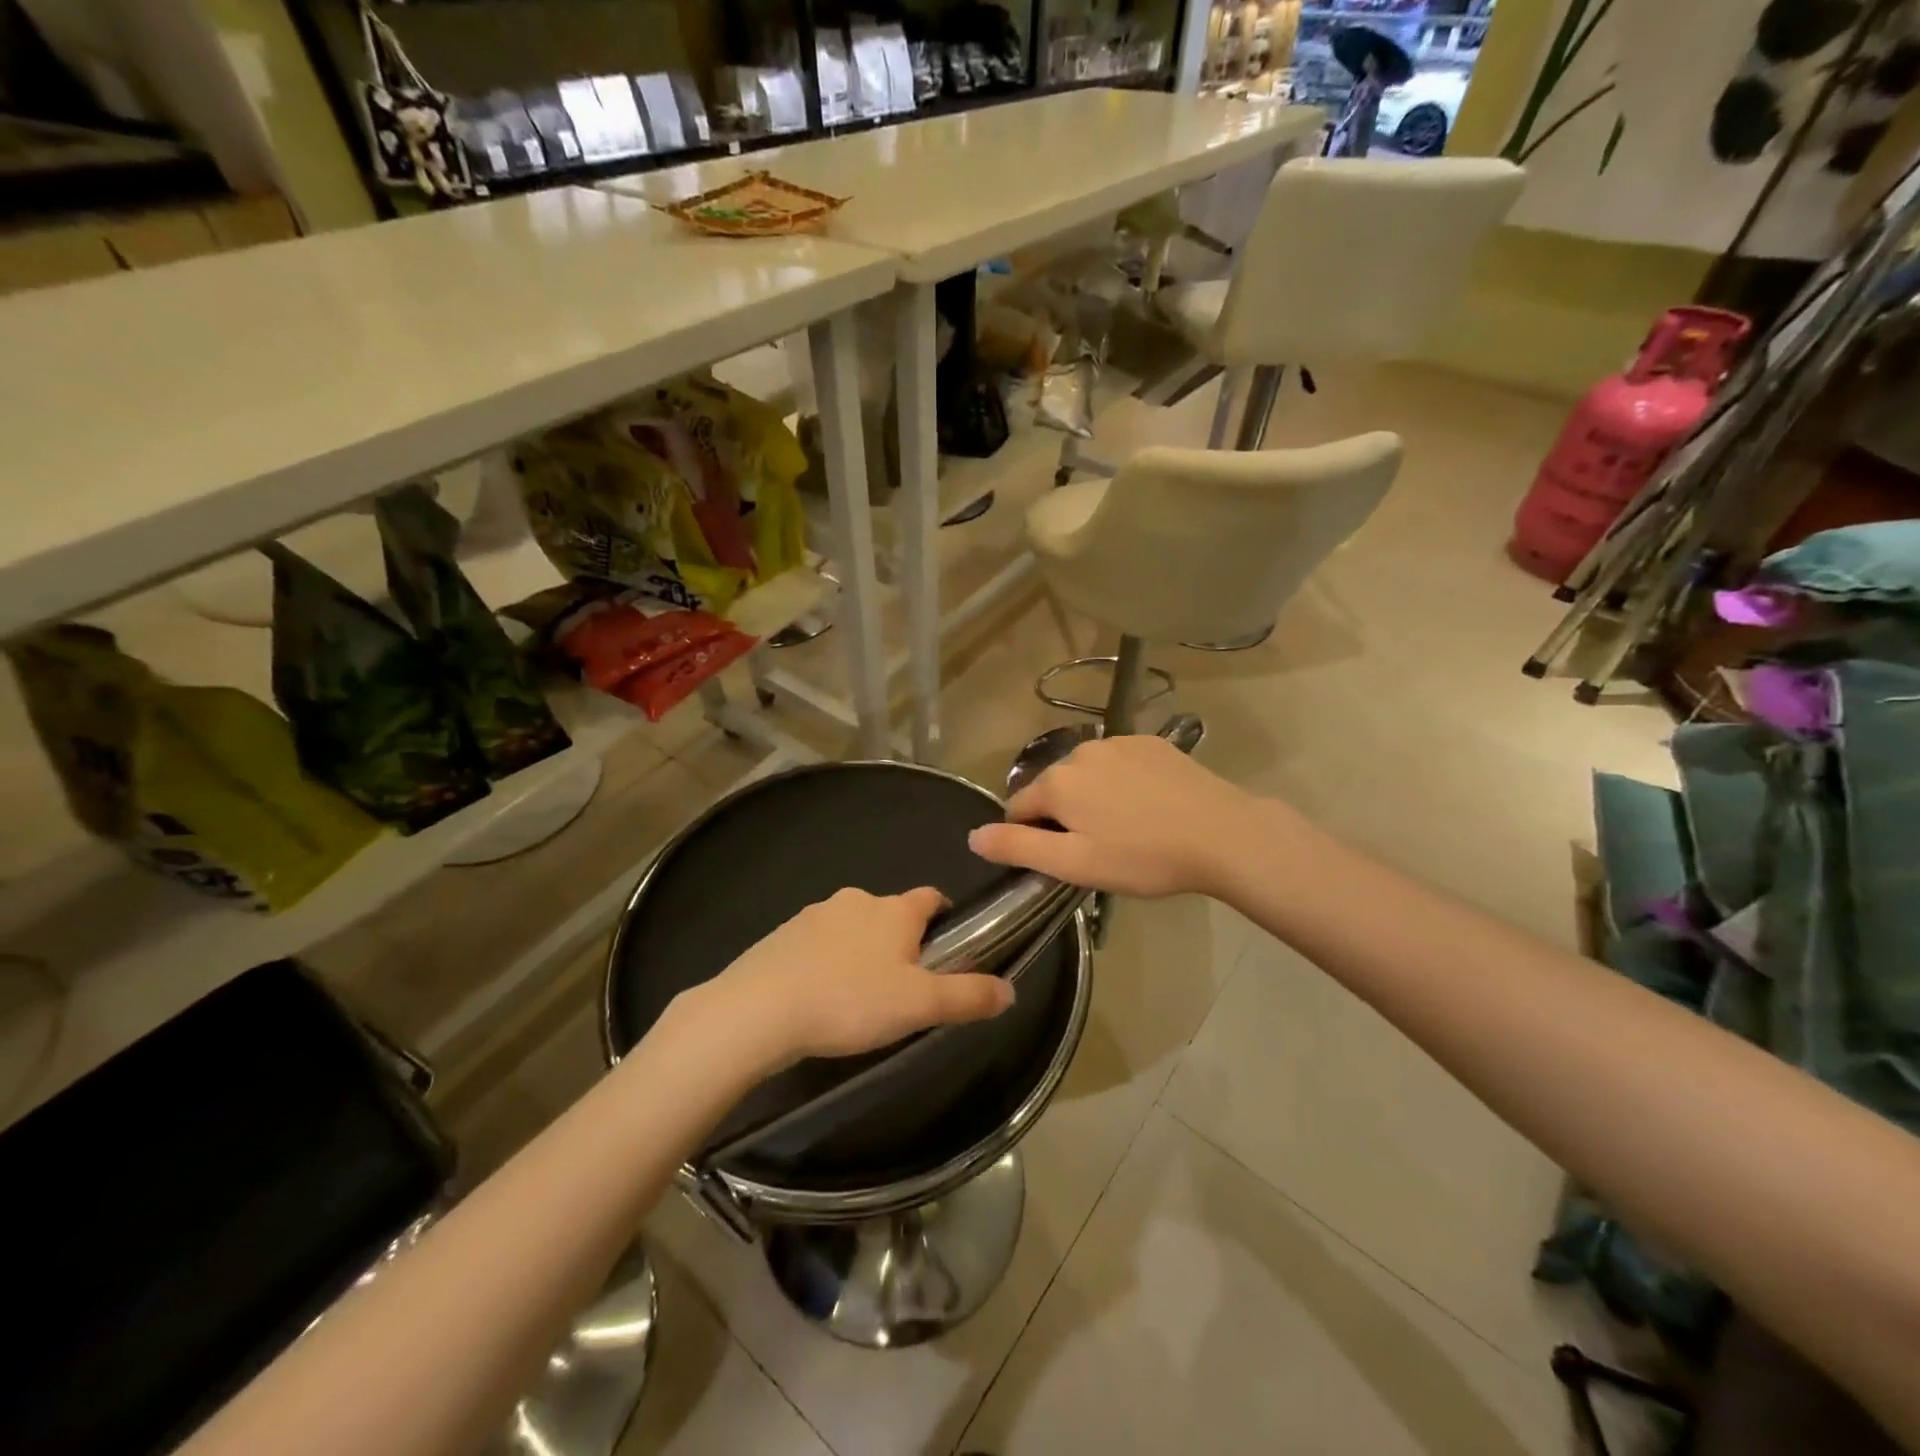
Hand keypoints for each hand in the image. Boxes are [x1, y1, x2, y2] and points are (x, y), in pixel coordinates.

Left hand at [706, 886, 1014, 1069]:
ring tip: (858, 998)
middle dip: (900, 941)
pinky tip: (819, 996)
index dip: (943, 917)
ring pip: (852, 927)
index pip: (931, 897)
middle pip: (891, 913)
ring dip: (861, 951)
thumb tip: (1010, 990)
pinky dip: (826, 961)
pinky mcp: (782, 934)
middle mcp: (857, 900)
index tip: (945, 947)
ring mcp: (815, 914)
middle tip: (903, 987)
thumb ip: (968, 996)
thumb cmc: (850, 1001)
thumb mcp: (919, 1006)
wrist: (759, 1010)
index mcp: (894, 910)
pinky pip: (817, 943)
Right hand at [969, 734, 1263, 897]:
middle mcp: (1080, 751)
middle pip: (1053, 788)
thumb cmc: (1142, 857)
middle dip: (1064, 815)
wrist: (1221, 834)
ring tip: (1127, 829)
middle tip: (1099, 849)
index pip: (1018, 807)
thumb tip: (973, 835)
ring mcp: (1118, 742)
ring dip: (1092, 797)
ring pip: (1086, 774)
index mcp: (1057, 781)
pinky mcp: (1151, 743)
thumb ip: (1018, 847)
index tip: (1062, 859)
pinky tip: (1150, 806)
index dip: (1031, 836)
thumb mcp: (1074, 864)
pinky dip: (1122, 783)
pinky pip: (1119, 763)